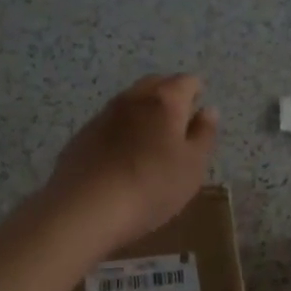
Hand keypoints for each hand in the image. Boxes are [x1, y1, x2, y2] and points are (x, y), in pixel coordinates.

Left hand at [47, 75, 217, 246]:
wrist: (85, 209)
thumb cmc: (152, 186)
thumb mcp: (193, 165)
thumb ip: (204, 134)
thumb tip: (208, 110)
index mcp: (164, 100)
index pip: (186, 81)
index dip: (196, 94)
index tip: (198, 116)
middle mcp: (132, 98)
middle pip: (156, 85)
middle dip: (170, 96)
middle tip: (179, 126)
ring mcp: (103, 115)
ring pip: (130, 102)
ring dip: (144, 113)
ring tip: (151, 144)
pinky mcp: (82, 136)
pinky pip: (110, 123)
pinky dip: (122, 131)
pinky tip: (123, 158)